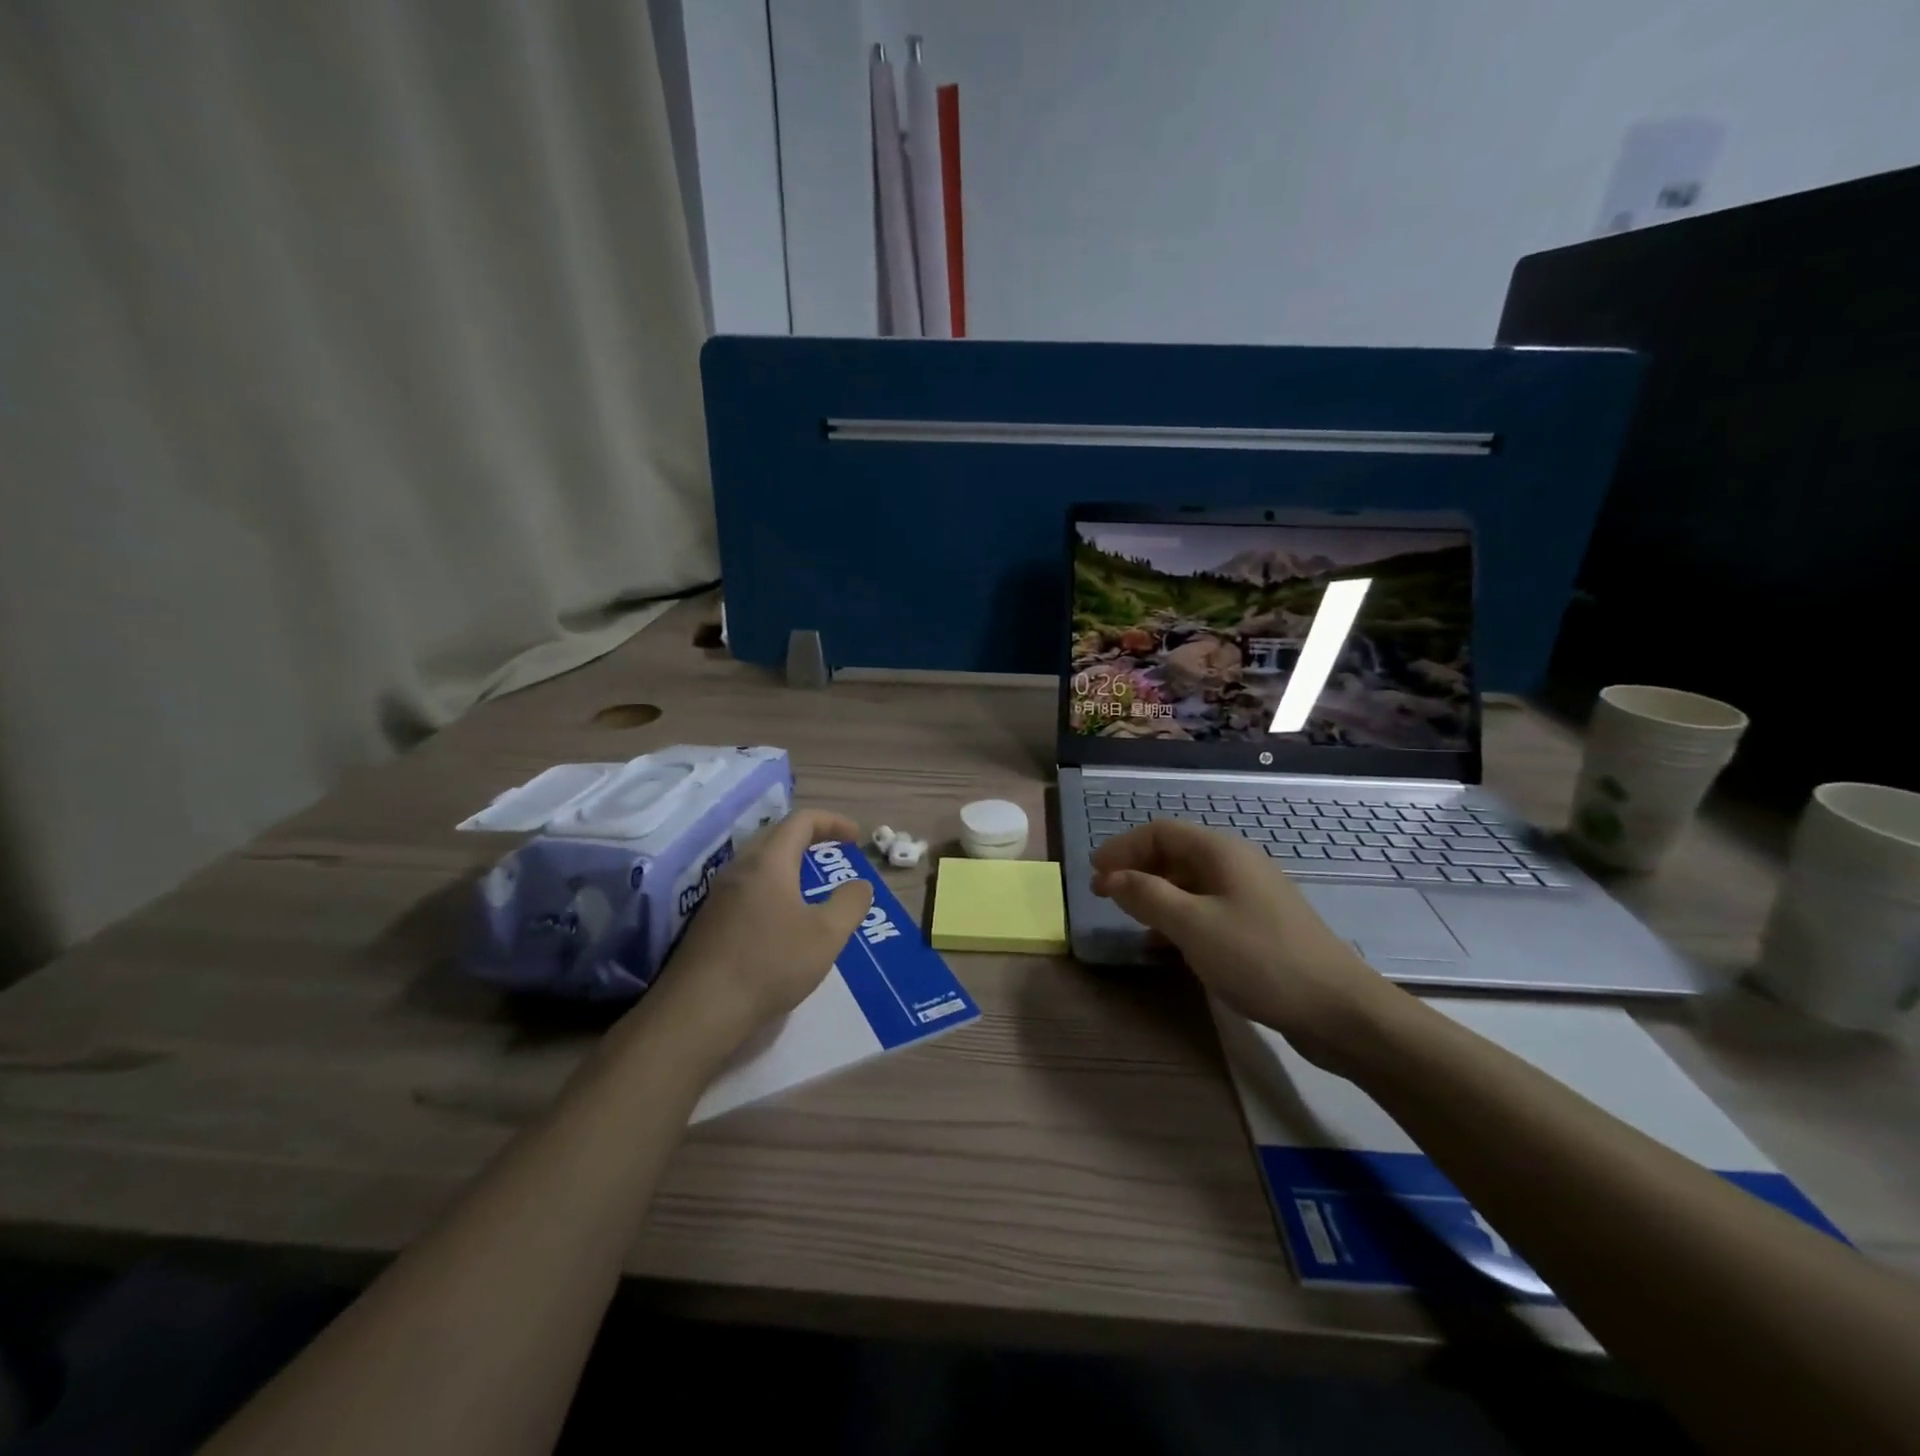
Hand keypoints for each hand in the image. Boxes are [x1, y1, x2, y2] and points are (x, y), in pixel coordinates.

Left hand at [639, 808, 873, 1059]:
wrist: (699, 1010)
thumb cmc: (770, 963)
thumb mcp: (826, 935)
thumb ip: (850, 903)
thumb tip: (859, 885)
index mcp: (768, 862)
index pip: (800, 821)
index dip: (831, 821)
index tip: (855, 837)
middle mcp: (739, 869)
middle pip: (775, 836)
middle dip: (809, 838)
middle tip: (833, 852)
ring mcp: (718, 896)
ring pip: (758, 863)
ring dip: (788, 864)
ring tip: (811, 885)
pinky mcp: (709, 922)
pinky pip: (746, 888)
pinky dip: (772, 887)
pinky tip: (781, 919)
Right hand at [1090, 820, 1392, 1068]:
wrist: (1337, 1009)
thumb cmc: (1259, 958)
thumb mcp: (1193, 925)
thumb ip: (1147, 896)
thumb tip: (1111, 877)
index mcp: (1221, 852)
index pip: (1160, 832)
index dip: (1122, 847)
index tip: (1093, 873)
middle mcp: (1236, 864)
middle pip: (1175, 853)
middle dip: (1136, 869)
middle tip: (1104, 895)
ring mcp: (1250, 895)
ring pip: (1190, 882)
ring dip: (1155, 894)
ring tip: (1129, 918)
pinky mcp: (1259, 924)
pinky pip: (1207, 907)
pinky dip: (1178, 916)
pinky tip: (1166, 943)